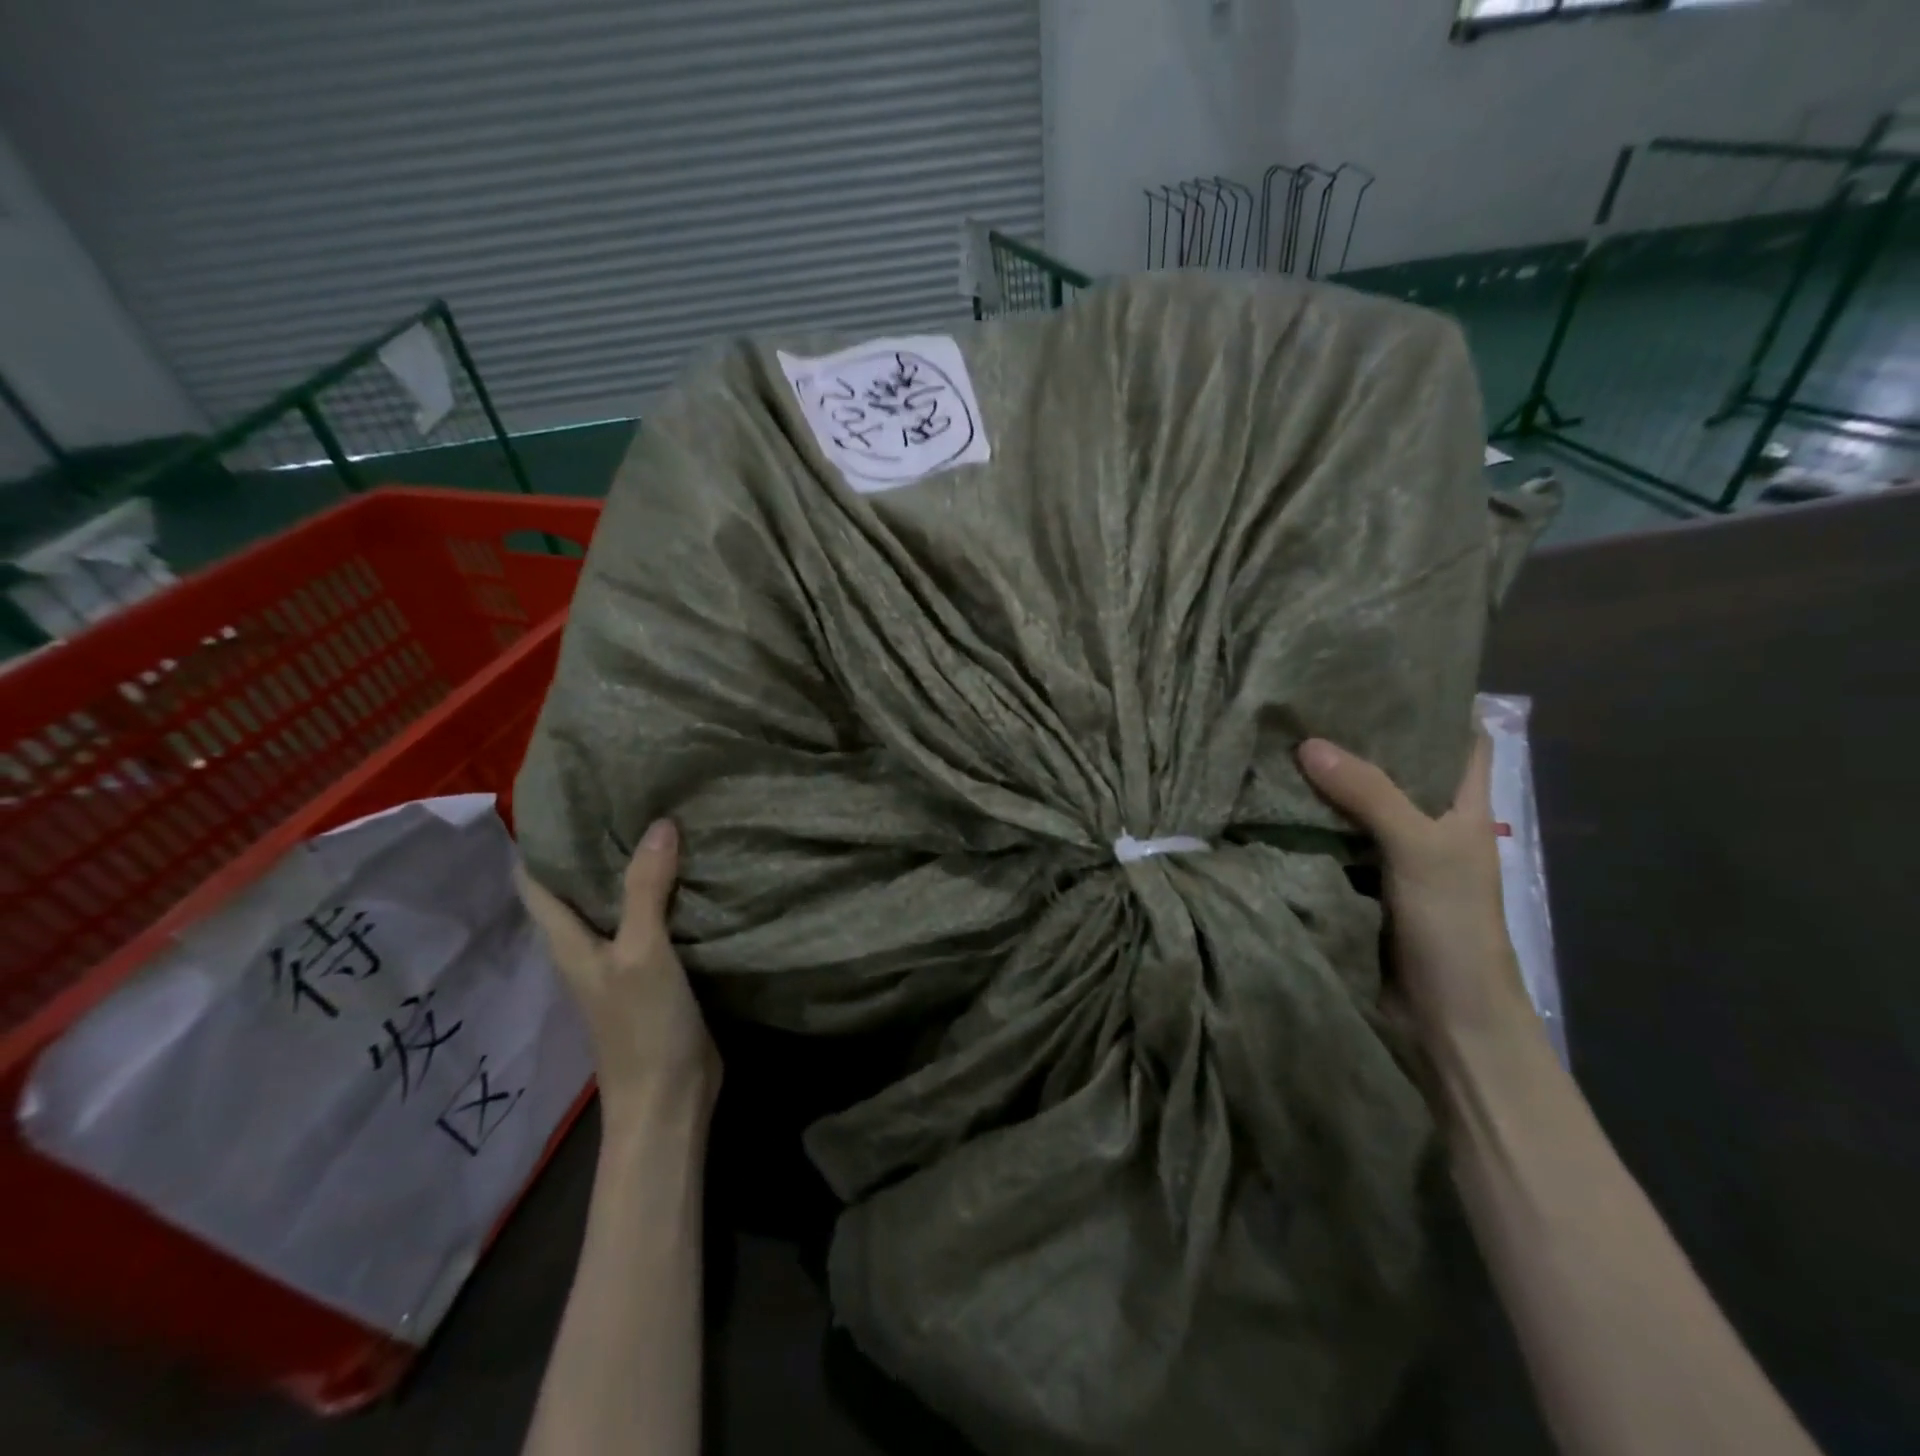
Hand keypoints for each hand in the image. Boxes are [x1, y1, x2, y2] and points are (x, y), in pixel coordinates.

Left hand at [517, 820, 720, 1123]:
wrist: (670, 1098)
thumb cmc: (642, 1026)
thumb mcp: (642, 952)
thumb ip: (646, 890)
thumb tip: (660, 824)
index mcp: (568, 942)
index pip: (536, 883)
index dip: (540, 843)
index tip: (565, 799)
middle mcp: (589, 946)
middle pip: (581, 888)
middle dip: (597, 846)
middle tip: (626, 798)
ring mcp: (623, 961)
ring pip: (622, 903)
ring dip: (636, 869)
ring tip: (662, 822)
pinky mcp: (657, 973)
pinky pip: (656, 922)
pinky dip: (667, 895)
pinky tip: (693, 874)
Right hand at [1296, 734, 1535, 1054]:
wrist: (1443, 1018)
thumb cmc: (1453, 926)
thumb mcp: (1421, 849)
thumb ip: (1370, 794)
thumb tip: (1308, 743)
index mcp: (1462, 808)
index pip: (1460, 741)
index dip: (1434, 707)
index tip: (1385, 676)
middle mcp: (1424, 824)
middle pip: (1394, 769)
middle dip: (1355, 740)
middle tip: (1305, 703)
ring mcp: (1386, 856)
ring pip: (1351, 806)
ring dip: (1319, 784)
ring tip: (1273, 742)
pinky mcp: (1352, 883)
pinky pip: (1323, 842)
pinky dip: (1299, 824)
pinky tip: (1264, 802)